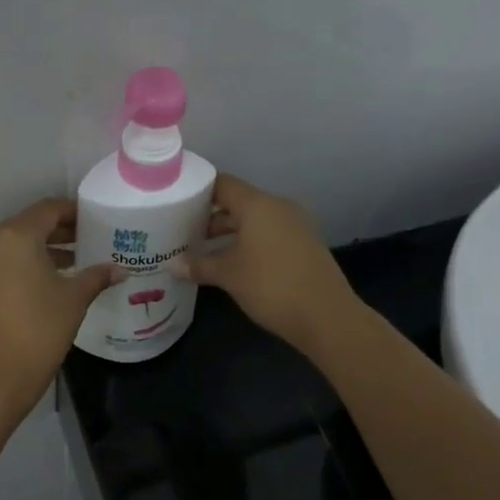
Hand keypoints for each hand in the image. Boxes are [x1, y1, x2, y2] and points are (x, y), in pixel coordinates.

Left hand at [0, 197, 119, 419]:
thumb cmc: (39, 331)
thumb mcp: (74, 300)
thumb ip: (96, 276)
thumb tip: (118, 270)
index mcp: (15, 236)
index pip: (48, 209)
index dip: (72, 212)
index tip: (91, 221)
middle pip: (26, 226)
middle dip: (54, 233)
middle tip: (82, 244)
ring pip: (7, 247)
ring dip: (33, 252)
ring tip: (63, 268)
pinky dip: (13, 269)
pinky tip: (32, 288)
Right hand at [183, 173, 359, 354]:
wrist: (326, 315)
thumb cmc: (271, 286)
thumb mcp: (229, 275)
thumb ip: (199, 265)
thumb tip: (173, 265)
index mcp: (258, 205)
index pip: (223, 184)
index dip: (200, 191)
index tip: (179, 204)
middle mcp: (278, 207)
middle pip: (239, 202)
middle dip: (212, 217)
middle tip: (186, 232)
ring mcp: (296, 225)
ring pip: (256, 220)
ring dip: (232, 233)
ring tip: (205, 251)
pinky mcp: (305, 244)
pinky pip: (270, 234)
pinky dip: (251, 242)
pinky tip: (236, 264)